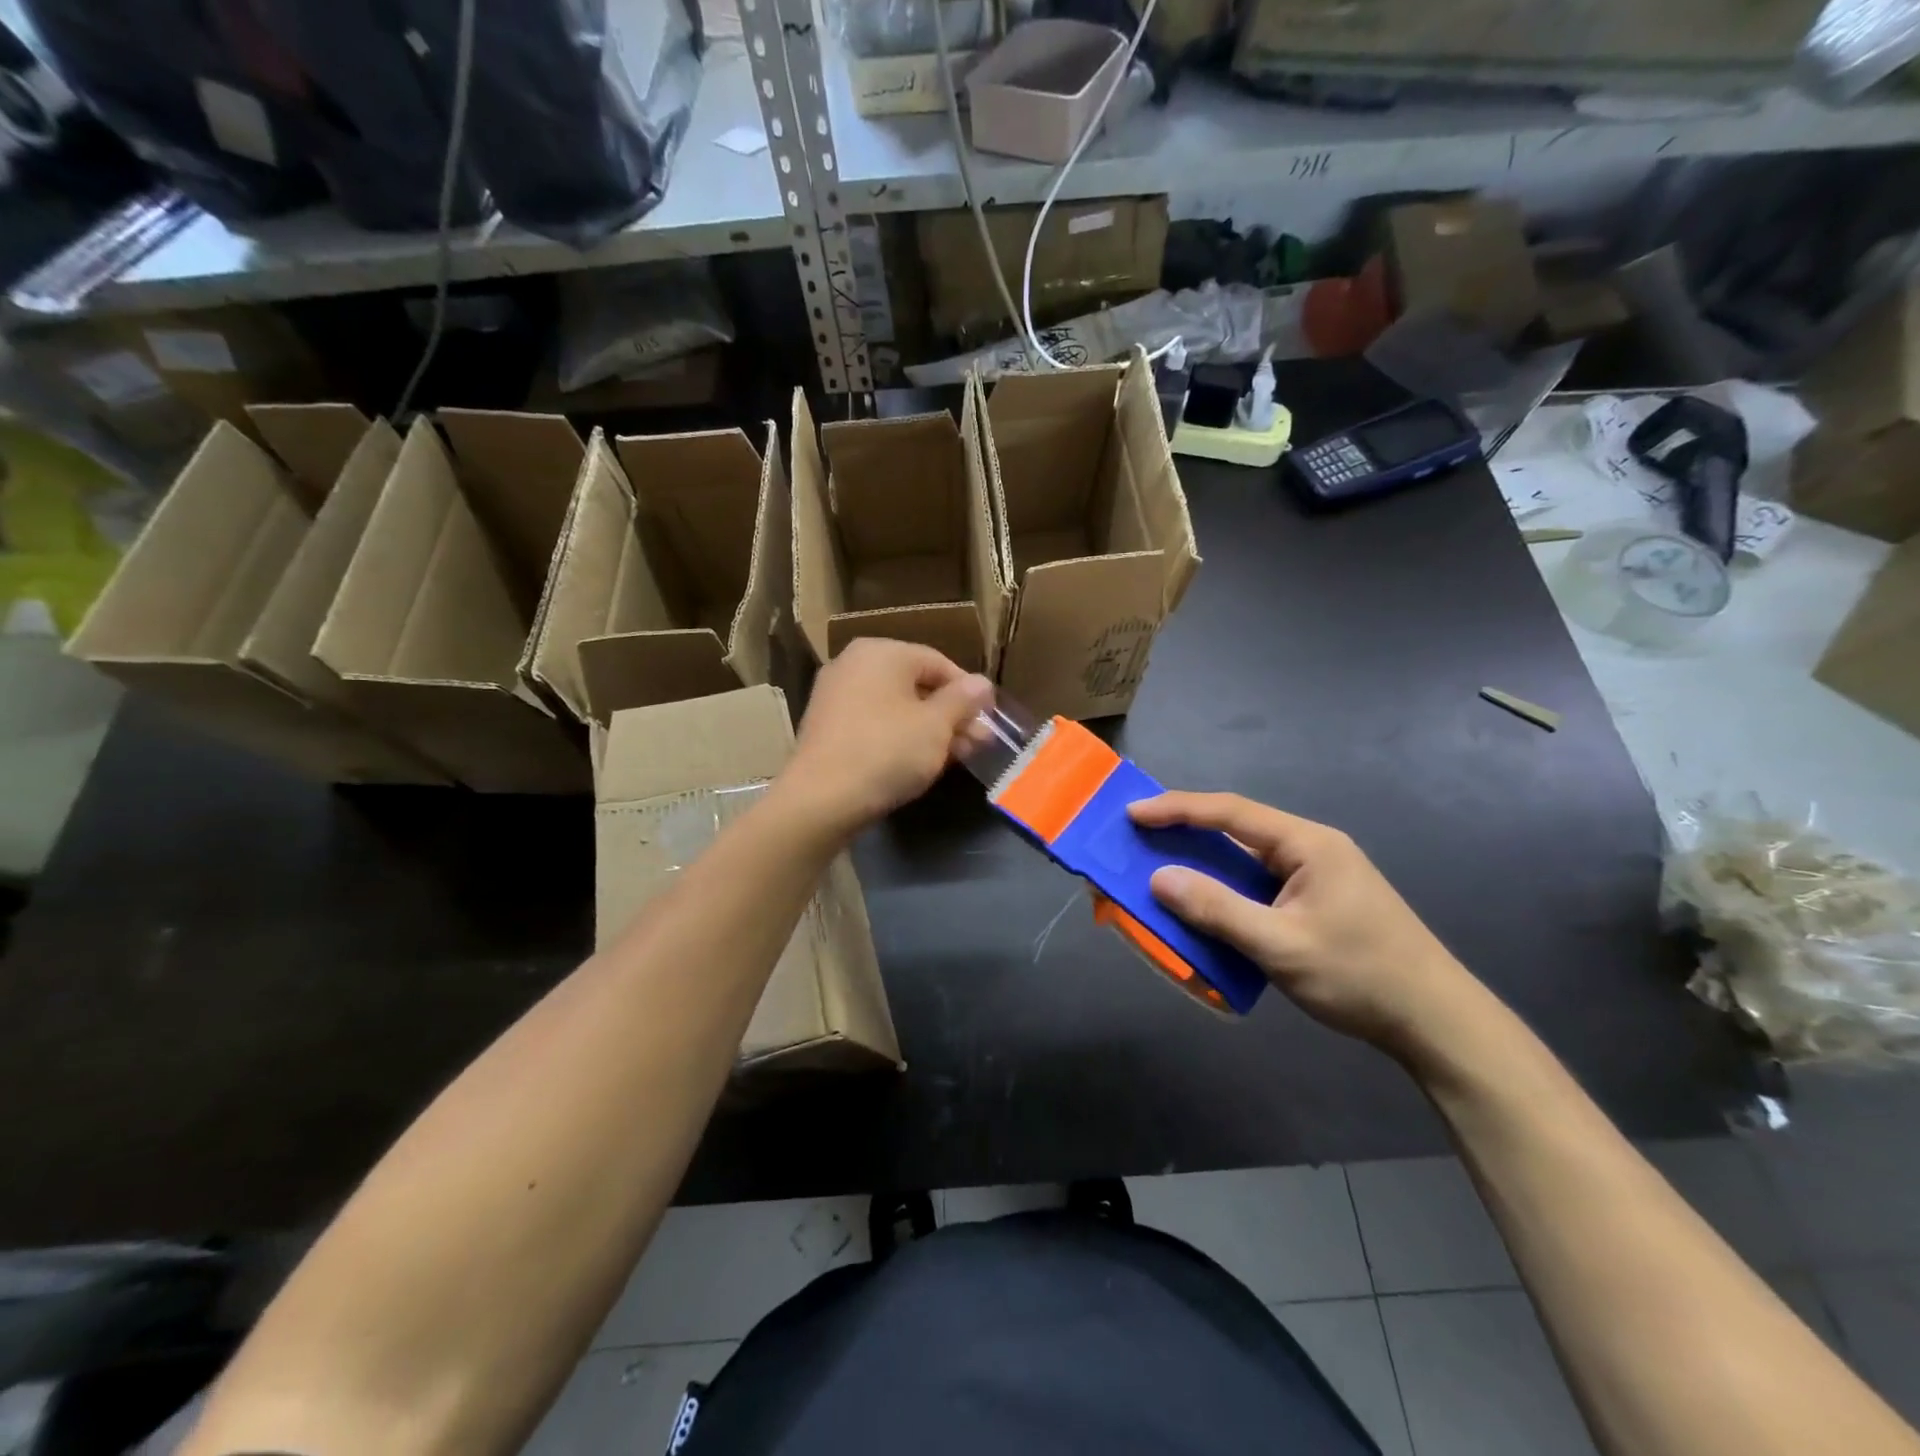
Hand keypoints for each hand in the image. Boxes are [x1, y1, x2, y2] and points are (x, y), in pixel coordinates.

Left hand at [787, 639, 994, 835]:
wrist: (820, 799)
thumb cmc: (886, 751)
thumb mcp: (936, 726)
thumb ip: (963, 700)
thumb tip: (983, 683)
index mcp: (881, 652)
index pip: (939, 663)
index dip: (969, 692)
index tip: (989, 720)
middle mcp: (854, 663)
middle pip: (917, 685)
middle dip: (951, 715)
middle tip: (978, 744)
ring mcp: (836, 695)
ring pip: (897, 706)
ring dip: (930, 729)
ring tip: (957, 757)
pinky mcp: (827, 726)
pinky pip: (874, 723)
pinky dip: (900, 737)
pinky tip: (919, 762)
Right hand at [1128, 793, 1485, 1058]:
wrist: (1436, 1023)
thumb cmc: (1360, 977)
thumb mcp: (1281, 945)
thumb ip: (1217, 909)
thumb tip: (1159, 879)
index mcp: (1307, 844)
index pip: (1230, 812)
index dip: (1177, 809)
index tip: (1133, 813)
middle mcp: (1311, 850)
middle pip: (1237, 829)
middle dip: (1186, 832)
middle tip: (1138, 837)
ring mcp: (1317, 877)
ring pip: (1246, 860)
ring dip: (1205, 865)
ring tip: (1160, 868)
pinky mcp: (1317, 903)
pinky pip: (1258, 886)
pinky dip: (1226, 891)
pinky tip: (1206, 907)